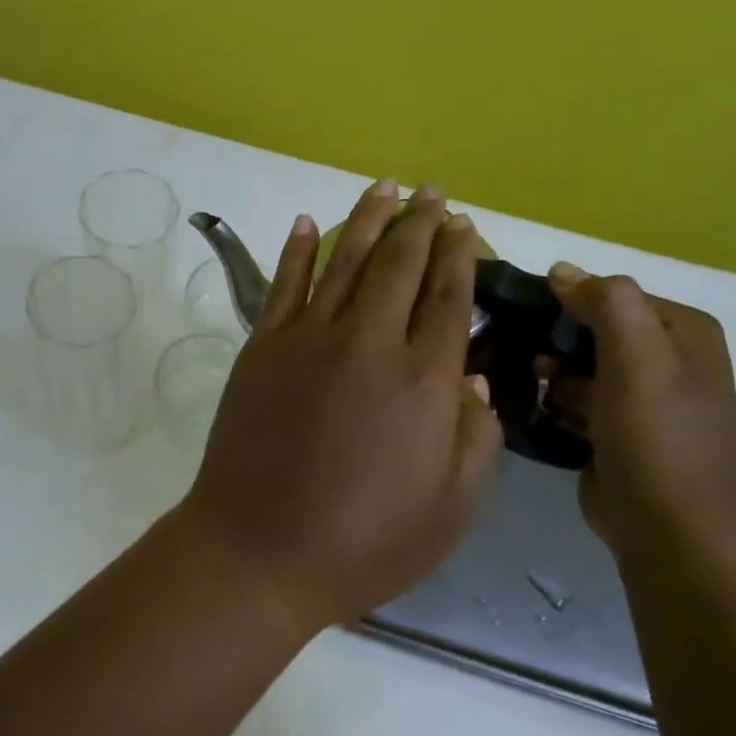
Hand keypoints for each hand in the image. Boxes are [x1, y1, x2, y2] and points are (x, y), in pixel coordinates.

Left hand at [181, 180, 504, 630]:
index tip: (463, 224)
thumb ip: (476, 437)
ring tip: (384, 186)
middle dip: (419, 222)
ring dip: (366, 219)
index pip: (447, 296)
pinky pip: (284, 283)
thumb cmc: (364, 541)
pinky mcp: (263, 346)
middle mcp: (369, 342)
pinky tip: (308, 221)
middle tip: (431, 193)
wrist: (259, 549)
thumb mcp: (450, 510)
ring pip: (344, 260)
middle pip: (399, 264)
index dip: (458, 253)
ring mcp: (308, 338)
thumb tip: (476, 377)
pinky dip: (298, 248)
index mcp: (423, 380)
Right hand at [539, 263, 735, 559]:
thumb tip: (562, 270)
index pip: (613, 294)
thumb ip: (606, 302)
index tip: (521, 312)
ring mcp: (641, 400)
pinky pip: (575, 401)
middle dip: (554, 336)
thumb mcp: (638, 356)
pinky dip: (552, 401)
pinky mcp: (616, 434)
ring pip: (580, 365)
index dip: (567, 299)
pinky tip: (530, 406)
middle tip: (514, 348)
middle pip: (595, 329)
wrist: (672, 534)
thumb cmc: (657, 437)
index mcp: (682, 333)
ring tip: (520, 378)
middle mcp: (667, 361)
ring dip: (548, 370)